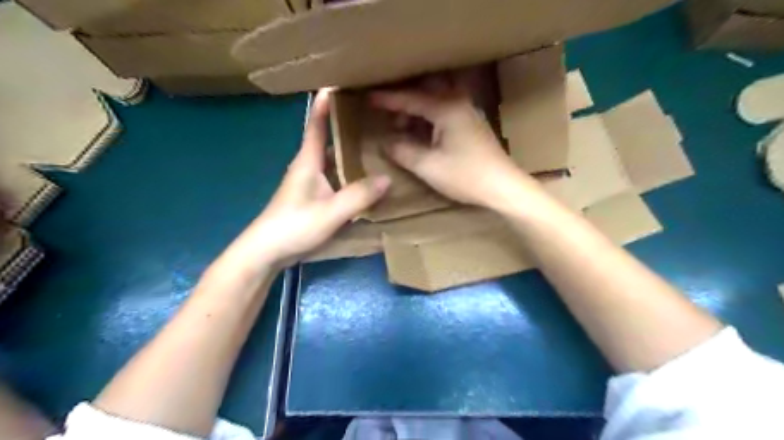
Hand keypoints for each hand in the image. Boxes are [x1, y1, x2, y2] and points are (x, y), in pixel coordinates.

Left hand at [218, 88, 390, 273]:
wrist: (265, 252)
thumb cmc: (293, 226)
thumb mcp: (330, 212)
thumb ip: (359, 196)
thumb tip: (387, 179)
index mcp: (308, 161)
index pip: (316, 123)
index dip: (325, 103)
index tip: (340, 83)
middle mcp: (308, 166)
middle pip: (328, 138)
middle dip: (347, 125)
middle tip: (373, 117)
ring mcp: (309, 183)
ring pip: (333, 159)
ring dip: (350, 150)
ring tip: (376, 144)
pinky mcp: (312, 197)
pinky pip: (334, 176)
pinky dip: (348, 171)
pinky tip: (364, 178)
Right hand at [371, 76, 528, 208]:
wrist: (503, 187)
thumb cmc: (466, 176)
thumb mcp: (429, 167)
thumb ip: (403, 152)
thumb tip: (386, 143)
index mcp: (447, 108)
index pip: (411, 99)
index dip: (388, 100)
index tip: (368, 97)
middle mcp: (459, 103)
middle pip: (425, 93)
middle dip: (404, 101)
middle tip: (387, 113)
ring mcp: (468, 112)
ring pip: (436, 102)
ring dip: (417, 112)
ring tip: (402, 128)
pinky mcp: (472, 124)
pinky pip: (445, 112)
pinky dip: (429, 119)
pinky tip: (422, 135)